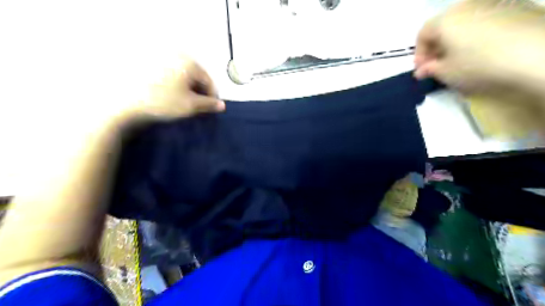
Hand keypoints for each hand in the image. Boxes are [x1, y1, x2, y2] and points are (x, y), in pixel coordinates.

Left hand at [124, 58, 223, 120]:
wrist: (127, 103)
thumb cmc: (164, 102)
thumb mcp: (191, 105)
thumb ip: (209, 105)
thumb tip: (222, 105)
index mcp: (189, 63)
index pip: (209, 81)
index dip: (212, 97)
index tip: (210, 109)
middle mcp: (178, 57)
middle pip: (197, 78)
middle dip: (200, 93)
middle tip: (198, 108)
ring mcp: (164, 60)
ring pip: (186, 78)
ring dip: (190, 91)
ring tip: (186, 105)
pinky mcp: (154, 66)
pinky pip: (174, 77)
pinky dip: (178, 87)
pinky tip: (174, 98)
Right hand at [416, 0, 544, 96]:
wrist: (539, 55)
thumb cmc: (479, 65)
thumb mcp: (446, 74)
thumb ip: (430, 70)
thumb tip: (422, 71)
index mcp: (446, 20)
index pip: (422, 34)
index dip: (419, 54)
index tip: (422, 71)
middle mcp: (467, 6)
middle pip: (444, 26)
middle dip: (437, 47)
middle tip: (439, 66)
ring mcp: (495, 3)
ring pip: (466, 22)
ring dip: (458, 40)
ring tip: (462, 59)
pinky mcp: (518, 7)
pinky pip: (487, 20)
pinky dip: (479, 35)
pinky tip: (486, 50)